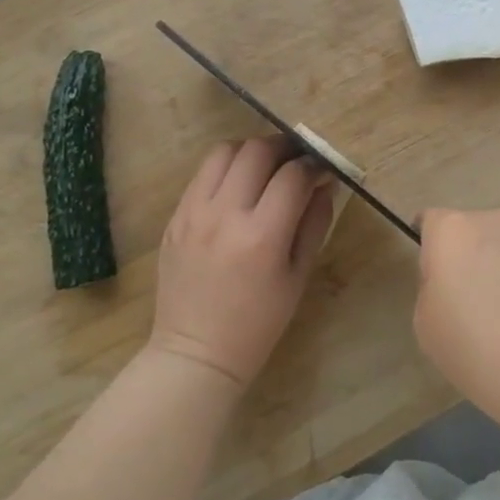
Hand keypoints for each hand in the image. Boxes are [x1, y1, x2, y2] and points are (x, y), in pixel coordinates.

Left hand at [151, 137, 334, 391]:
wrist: (196, 351)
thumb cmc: (258, 323)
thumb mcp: (298, 277)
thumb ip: (314, 224)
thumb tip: (324, 185)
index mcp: (262, 236)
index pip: (293, 175)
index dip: (313, 165)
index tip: (322, 170)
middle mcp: (225, 215)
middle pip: (257, 150)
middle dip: (283, 147)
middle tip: (295, 160)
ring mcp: (193, 212)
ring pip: (224, 151)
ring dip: (250, 152)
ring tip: (263, 168)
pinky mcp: (175, 217)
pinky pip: (202, 174)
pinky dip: (225, 170)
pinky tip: (236, 187)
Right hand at [413, 209, 499, 420]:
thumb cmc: (480, 351)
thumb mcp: (428, 327)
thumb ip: (434, 289)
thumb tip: (455, 281)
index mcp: (454, 232)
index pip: (432, 221)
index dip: (432, 248)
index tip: (438, 280)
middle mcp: (498, 221)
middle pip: (477, 233)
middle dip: (476, 259)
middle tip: (481, 306)